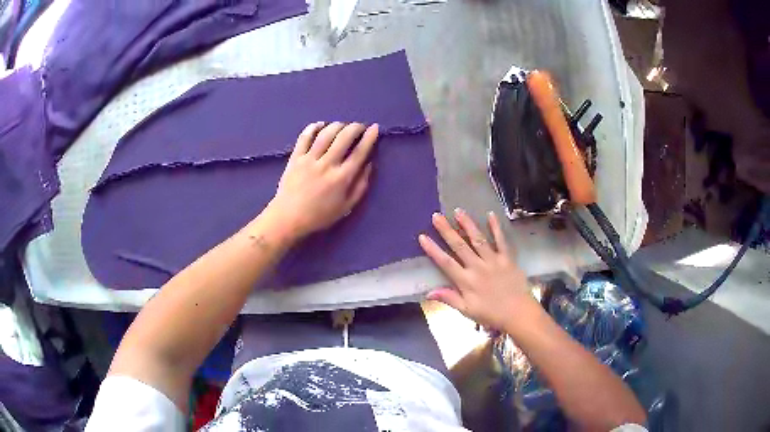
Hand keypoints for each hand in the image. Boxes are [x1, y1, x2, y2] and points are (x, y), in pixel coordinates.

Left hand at [268, 122, 378, 238]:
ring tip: (342, 126)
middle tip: (359, 127)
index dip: (370, 137)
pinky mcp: (295, 157)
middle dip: (355, 127)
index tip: (374, 128)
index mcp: (342, 178)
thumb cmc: (320, 216)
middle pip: (344, 137)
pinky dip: (314, 127)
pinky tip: (321, 125)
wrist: (288, 218)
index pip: (360, 152)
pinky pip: (305, 137)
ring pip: (326, 133)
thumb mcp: (347, 206)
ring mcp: (309, 159)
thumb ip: (361, 185)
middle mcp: (327, 164)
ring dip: (337, 125)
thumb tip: (369, 164)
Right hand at [418, 209, 535, 329]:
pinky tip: (491, 215)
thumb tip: (429, 292)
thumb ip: (449, 298)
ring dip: (468, 225)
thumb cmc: (491, 314)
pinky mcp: (507, 258)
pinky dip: (496, 227)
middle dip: (447, 230)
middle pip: (460, 246)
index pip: (446, 263)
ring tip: (458, 211)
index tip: (423, 236)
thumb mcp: (467, 311)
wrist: (518, 313)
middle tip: (436, 216)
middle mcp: (478, 267)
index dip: (433, 250)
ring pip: (478, 239)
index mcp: (466, 281)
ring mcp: (493, 261)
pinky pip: (501, 240)